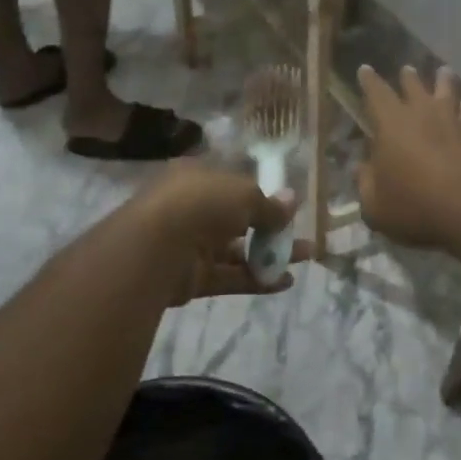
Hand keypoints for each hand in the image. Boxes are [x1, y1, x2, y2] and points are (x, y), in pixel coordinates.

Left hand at [133, 162, 312, 304]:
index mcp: (196, 177)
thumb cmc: (201, 203)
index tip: (287, 205)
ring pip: (236, 250)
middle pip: (237, 219)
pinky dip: (257, 279)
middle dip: (271, 227)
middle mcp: (191, 208)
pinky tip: (285, 282)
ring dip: (270, 254)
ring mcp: (190, 244)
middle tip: (301, 233)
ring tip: (305, 257)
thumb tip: (292, 201)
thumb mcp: (244, 194)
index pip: (231, 184)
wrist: (156, 248)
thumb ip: (269, 204)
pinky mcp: (192, 278)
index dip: (260, 194)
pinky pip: (230, 276)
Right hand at [356, 65, 460, 250]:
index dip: (369, 81)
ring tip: (444, 71)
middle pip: (414, 87)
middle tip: (406, 69)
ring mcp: (453, 122)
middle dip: (407, 78)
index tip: (365, 69)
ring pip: (447, 93)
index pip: (376, 94)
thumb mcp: (376, 205)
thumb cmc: (416, 205)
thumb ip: (366, 183)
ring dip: (443, 82)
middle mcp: (422, 114)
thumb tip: (360, 167)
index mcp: (391, 124)